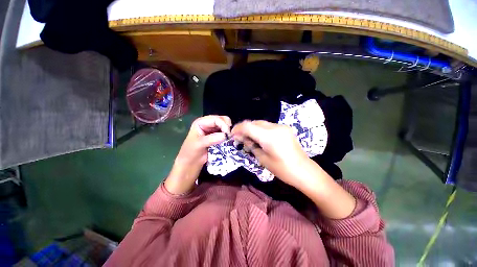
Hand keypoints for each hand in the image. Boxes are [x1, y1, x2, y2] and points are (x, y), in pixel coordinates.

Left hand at [164, 115, 230, 193]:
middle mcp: (208, 124)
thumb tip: (225, 135)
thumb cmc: (190, 153)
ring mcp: (213, 130)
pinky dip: (228, 136)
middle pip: (222, 120)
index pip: (216, 119)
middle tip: (229, 136)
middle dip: (227, 127)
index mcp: (201, 122)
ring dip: (228, 131)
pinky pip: (225, 133)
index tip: (228, 135)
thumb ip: (212, 139)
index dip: (223, 125)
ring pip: (225, 126)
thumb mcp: (199, 144)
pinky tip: (228, 140)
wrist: (190, 163)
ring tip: (229, 139)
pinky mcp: (216, 136)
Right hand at [232, 120, 355, 218]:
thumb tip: (242, 138)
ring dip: (253, 128)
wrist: (304, 170)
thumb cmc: (282, 169)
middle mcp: (276, 127)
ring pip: (261, 123)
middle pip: (254, 122)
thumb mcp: (263, 159)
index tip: (232, 134)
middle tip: (239, 137)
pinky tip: (259, 137)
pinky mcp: (285, 128)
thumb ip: (251, 145)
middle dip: (245, 128)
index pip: (248, 126)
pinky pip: (268, 126)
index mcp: (269, 136)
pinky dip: (261, 130)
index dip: (238, 128)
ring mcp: (281, 126)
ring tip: (248, 138)